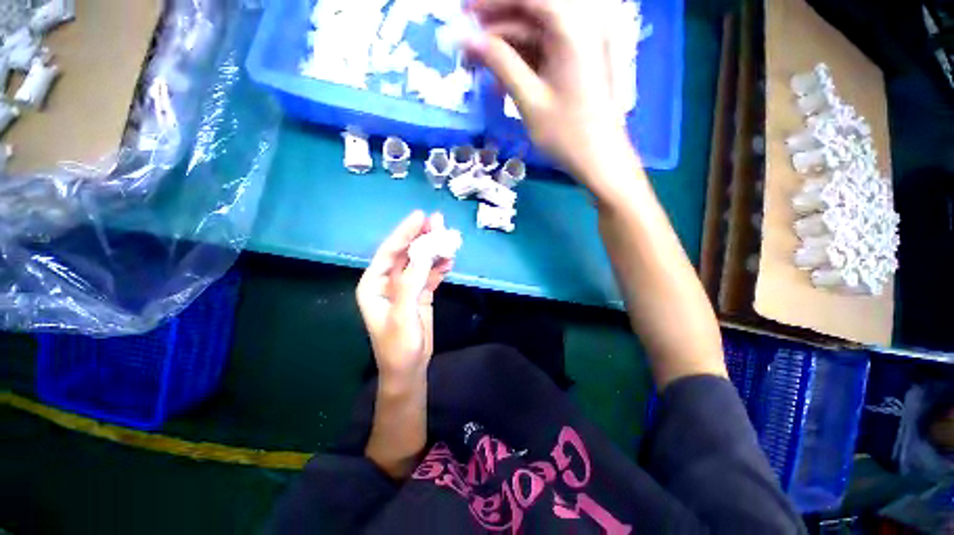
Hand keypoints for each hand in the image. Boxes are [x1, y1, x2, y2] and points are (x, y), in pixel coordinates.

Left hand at [356, 211, 452, 383]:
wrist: (410, 368)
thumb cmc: (398, 345)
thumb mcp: (402, 315)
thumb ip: (410, 283)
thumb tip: (424, 253)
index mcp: (375, 284)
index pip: (390, 251)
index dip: (405, 233)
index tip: (420, 216)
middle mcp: (389, 281)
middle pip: (407, 253)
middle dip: (422, 237)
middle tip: (439, 221)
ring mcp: (407, 287)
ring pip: (421, 262)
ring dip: (434, 250)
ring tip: (449, 237)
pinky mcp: (421, 293)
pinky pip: (431, 275)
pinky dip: (440, 267)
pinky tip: (450, 260)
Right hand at [465, 0, 629, 176]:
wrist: (599, 160)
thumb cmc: (566, 134)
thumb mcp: (529, 99)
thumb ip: (500, 63)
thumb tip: (467, 39)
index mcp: (572, 27)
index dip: (492, 1)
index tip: (464, 12)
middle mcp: (580, 26)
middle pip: (530, 13)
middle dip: (495, 28)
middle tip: (467, 47)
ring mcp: (580, 46)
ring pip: (534, 34)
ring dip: (505, 49)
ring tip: (478, 67)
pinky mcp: (576, 63)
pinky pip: (543, 53)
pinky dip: (521, 63)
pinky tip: (501, 81)